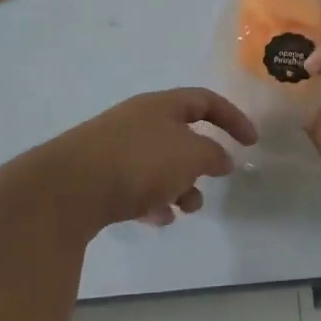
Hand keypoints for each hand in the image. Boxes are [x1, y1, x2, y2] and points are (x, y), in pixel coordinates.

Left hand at [35, 88, 256, 231]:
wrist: (69, 188)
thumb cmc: (139, 161)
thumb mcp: (190, 154)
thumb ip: (213, 154)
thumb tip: (221, 157)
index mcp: (161, 105)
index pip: (204, 100)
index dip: (232, 118)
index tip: (251, 143)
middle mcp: (138, 120)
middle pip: (180, 133)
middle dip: (200, 159)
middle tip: (213, 180)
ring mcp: (115, 147)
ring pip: (159, 162)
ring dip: (179, 185)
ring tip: (186, 208)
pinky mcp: (98, 176)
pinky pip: (136, 185)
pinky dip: (152, 200)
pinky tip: (157, 219)